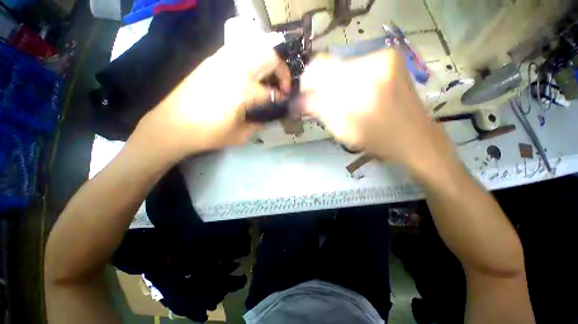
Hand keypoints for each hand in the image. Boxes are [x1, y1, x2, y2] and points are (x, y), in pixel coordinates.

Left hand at [135, 42, 290, 159]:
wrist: (172, 125)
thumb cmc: (208, 134)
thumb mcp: (240, 135)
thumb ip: (258, 124)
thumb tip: (266, 119)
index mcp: (244, 91)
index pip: (272, 92)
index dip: (282, 99)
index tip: (283, 103)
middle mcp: (235, 69)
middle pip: (269, 57)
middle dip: (282, 71)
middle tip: (281, 86)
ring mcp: (222, 61)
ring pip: (254, 49)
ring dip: (267, 62)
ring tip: (267, 79)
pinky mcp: (212, 61)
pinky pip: (238, 52)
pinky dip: (251, 60)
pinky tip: (249, 76)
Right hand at [300, 49, 457, 177]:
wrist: (414, 137)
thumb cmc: (377, 140)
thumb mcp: (342, 130)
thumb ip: (319, 110)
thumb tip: (298, 100)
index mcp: (359, 86)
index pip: (318, 70)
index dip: (307, 83)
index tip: (305, 97)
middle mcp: (372, 62)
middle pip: (330, 66)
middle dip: (322, 86)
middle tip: (326, 104)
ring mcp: (384, 56)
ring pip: (343, 66)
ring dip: (337, 84)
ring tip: (346, 102)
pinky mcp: (390, 58)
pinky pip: (357, 66)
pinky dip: (351, 80)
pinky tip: (358, 95)